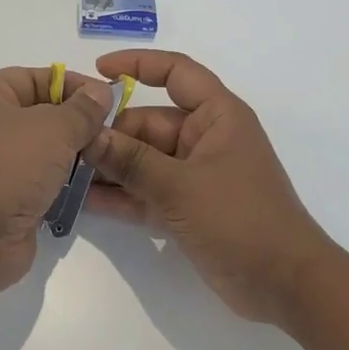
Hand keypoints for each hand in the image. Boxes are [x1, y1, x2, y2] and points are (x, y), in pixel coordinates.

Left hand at [0, 67, 112, 297]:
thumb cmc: (5, 168)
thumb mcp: (52, 128)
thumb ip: (81, 110)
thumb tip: (100, 93)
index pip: (35, 77)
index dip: (73, 84)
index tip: (110, 98)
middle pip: (42, 114)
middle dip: (79, 122)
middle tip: (116, 132)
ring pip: (44, 151)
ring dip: (75, 155)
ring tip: (110, 158)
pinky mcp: (6, 200)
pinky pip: (42, 182)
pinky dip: (65, 184)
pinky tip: (94, 186)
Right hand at [84, 50, 338, 325]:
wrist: (285, 286)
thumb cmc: (240, 219)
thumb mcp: (180, 186)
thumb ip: (131, 161)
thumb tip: (87, 135)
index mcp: (217, 117)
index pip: (177, 74)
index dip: (138, 64)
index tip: (97, 70)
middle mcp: (204, 139)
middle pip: (148, 123)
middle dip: (110, 133)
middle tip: (64, 145)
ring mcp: (194, 176)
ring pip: (143, 160)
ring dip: (109, 167)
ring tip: (63, 171)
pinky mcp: (186, 208)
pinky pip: (146, 192)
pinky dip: (120, 196)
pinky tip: (82, 201)